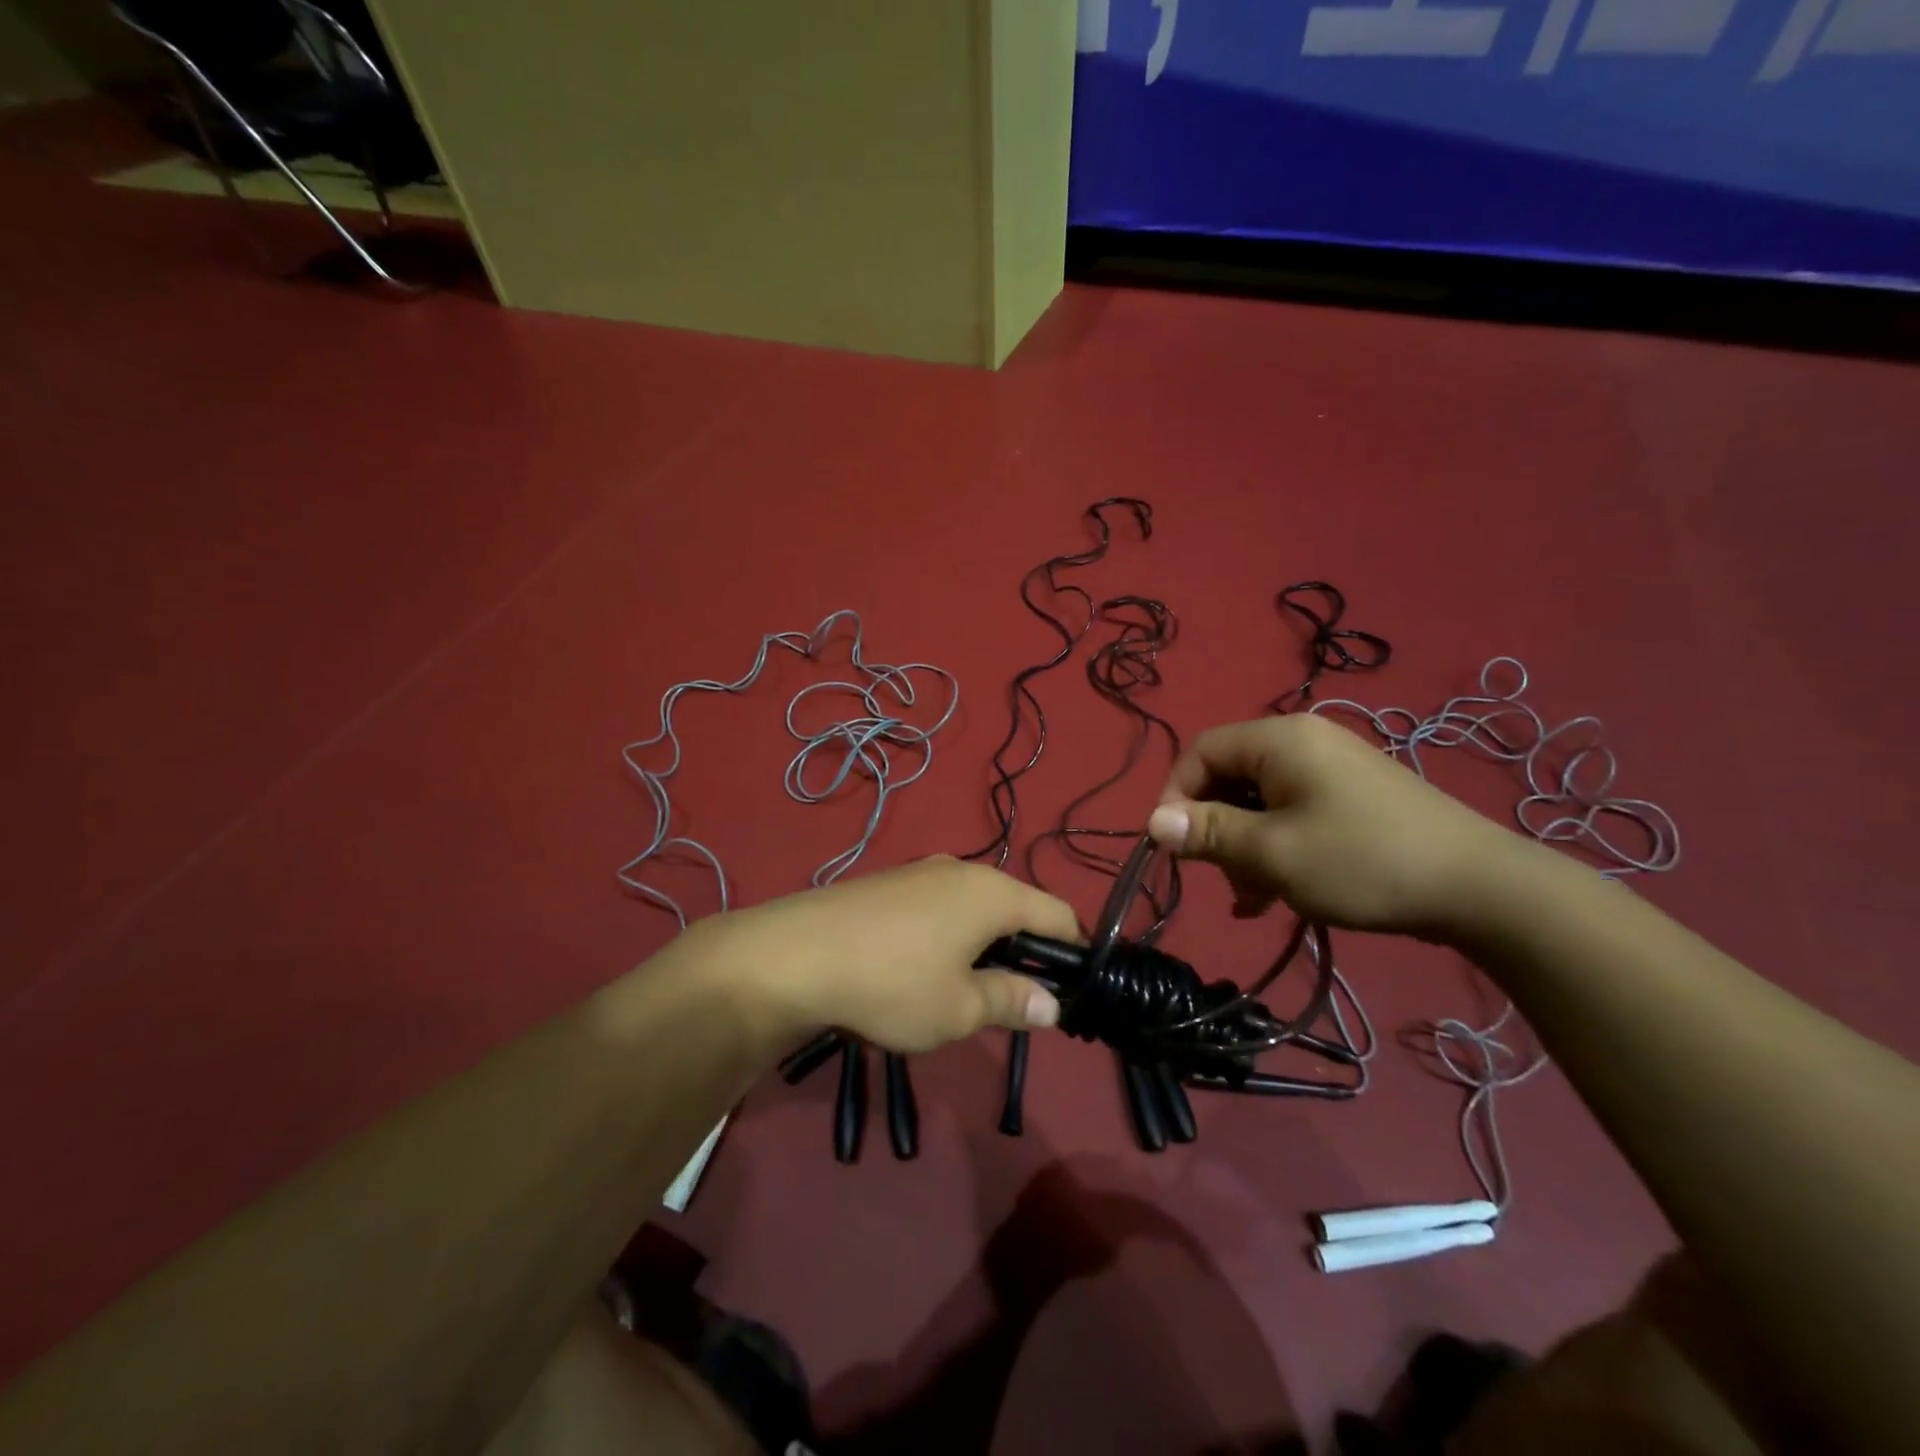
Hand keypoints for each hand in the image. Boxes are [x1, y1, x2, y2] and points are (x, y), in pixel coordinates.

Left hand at [681, 857, 1078, 1052]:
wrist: (794, 955)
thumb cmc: (892, 982)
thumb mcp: (959, 1007)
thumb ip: (1011, 1001)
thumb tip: (1053, 1004)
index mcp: (992, 892)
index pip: (1058, 913)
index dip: (1075, 951)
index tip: (1078, 990)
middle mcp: (962, 870)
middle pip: (1016, 907)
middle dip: (1026, 951)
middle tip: (1020, 1000)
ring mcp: (922, 872)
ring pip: (974, 907)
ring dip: (985, 945)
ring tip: (970, 990)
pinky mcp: (890, 883)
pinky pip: (940, 906)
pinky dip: (950, 935)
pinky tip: (924, 969)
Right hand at [1147, 714, 1528, 939]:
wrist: (1480, 888)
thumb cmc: (1362, 861)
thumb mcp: (1272, 852)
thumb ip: (1208, 833)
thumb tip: (1152, 822)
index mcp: (1279, 739)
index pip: (1201, 752)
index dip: (1176, 796)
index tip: (1173, 845)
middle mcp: (1303, 742)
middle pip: (1230, 777)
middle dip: (1215, 829)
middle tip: (1220, 877)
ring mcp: (1332, 768)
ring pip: (1260, 801)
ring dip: (1245, 846)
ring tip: (1252, 897)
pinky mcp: (1353, 796)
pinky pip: (1293, 813)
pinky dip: (1276, 847)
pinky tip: (1277, 894)